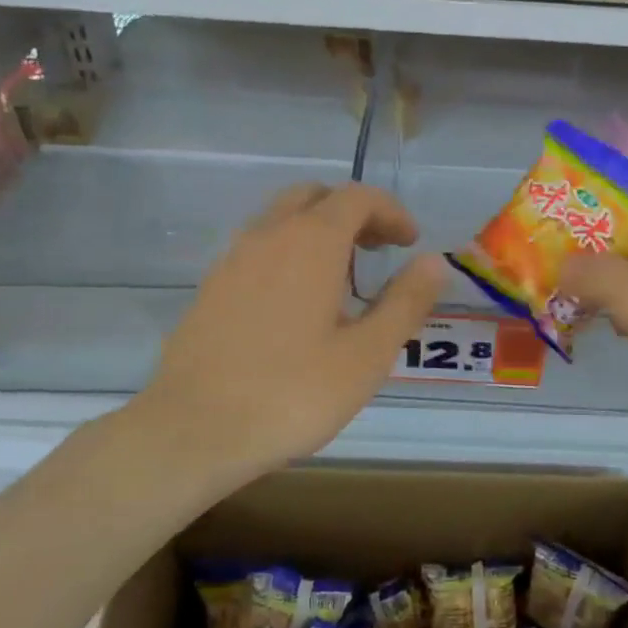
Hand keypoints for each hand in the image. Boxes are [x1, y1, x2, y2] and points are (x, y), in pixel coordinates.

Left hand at [126, 182, 448, 488]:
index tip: (410, 243)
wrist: (192, 430)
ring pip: (281, 220)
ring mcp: (232, 260)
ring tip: (342, 279)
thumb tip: (434, 262)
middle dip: (352, 213)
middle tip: (377, 251)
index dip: (391, 212)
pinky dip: (288, 253)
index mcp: (311, 242)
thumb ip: (405, 302)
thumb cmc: (292, 393)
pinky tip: (297, 305)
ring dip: (318, 232)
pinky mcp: (210, 288)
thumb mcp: (367, 355)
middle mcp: (268, 236)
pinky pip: (258, 249)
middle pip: (314, 197)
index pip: (357, 197)